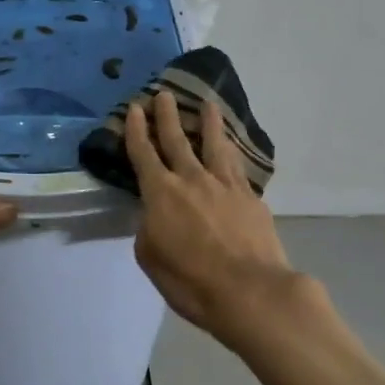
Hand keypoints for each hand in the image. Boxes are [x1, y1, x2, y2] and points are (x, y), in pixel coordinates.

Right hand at [126, 90, 299, 342]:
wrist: (249, 290)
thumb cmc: (190, 280)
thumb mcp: (151, 257)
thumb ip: (149, 229)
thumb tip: (156, 216)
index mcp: (160, 193)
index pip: (143, 154)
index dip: (136, 130)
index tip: (134, 108)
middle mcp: (191, 179)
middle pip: (176, 140)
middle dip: (166, 116)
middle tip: (163, 93)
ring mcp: (224, 185)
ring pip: (213, 145)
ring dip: (208, 123)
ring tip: (208, 104)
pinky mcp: (250, 197)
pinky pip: (237, 166)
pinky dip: (232, 151)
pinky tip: (232, 147)